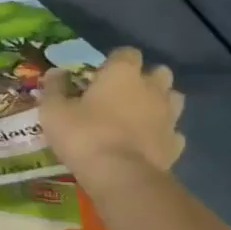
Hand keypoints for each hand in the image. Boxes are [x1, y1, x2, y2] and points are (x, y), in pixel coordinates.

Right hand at [39, 47, 184, 176]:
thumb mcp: (54, 110)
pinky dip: (163, 134)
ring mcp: (169, 117)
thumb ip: (55, 88)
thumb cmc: (84, 135)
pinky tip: (147, 143)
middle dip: (145, 78)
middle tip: (122, 93)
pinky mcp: (176, 144)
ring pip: (173, 99)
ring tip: (139, 116)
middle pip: (159, 72)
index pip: (126, 52)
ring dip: (160, 103)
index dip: (114, 61)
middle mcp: (152, 88)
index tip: (99, 74)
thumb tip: (56, 72)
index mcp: (123, 73)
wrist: (121, 177)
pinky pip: (173, 132)